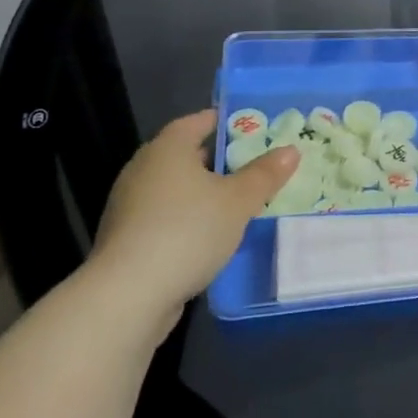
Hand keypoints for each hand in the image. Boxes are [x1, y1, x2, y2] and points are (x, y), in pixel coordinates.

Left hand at [88, 111, 298, 330]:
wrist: (127, 296)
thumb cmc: (188, 230)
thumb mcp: (239, 201)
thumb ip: (265, 174)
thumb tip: (290, 150)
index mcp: (168, 148)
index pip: (199, 121)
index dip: (228, 122)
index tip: (256, 130)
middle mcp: (143, 169)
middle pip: (187, 154)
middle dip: (221, 160)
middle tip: (256, 167)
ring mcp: (129, 205)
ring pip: (176, 188)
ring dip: (205, 192)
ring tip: (240, 203)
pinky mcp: (126, 238)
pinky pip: (165, 215)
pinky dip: (188, 218)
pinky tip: (211, 235)